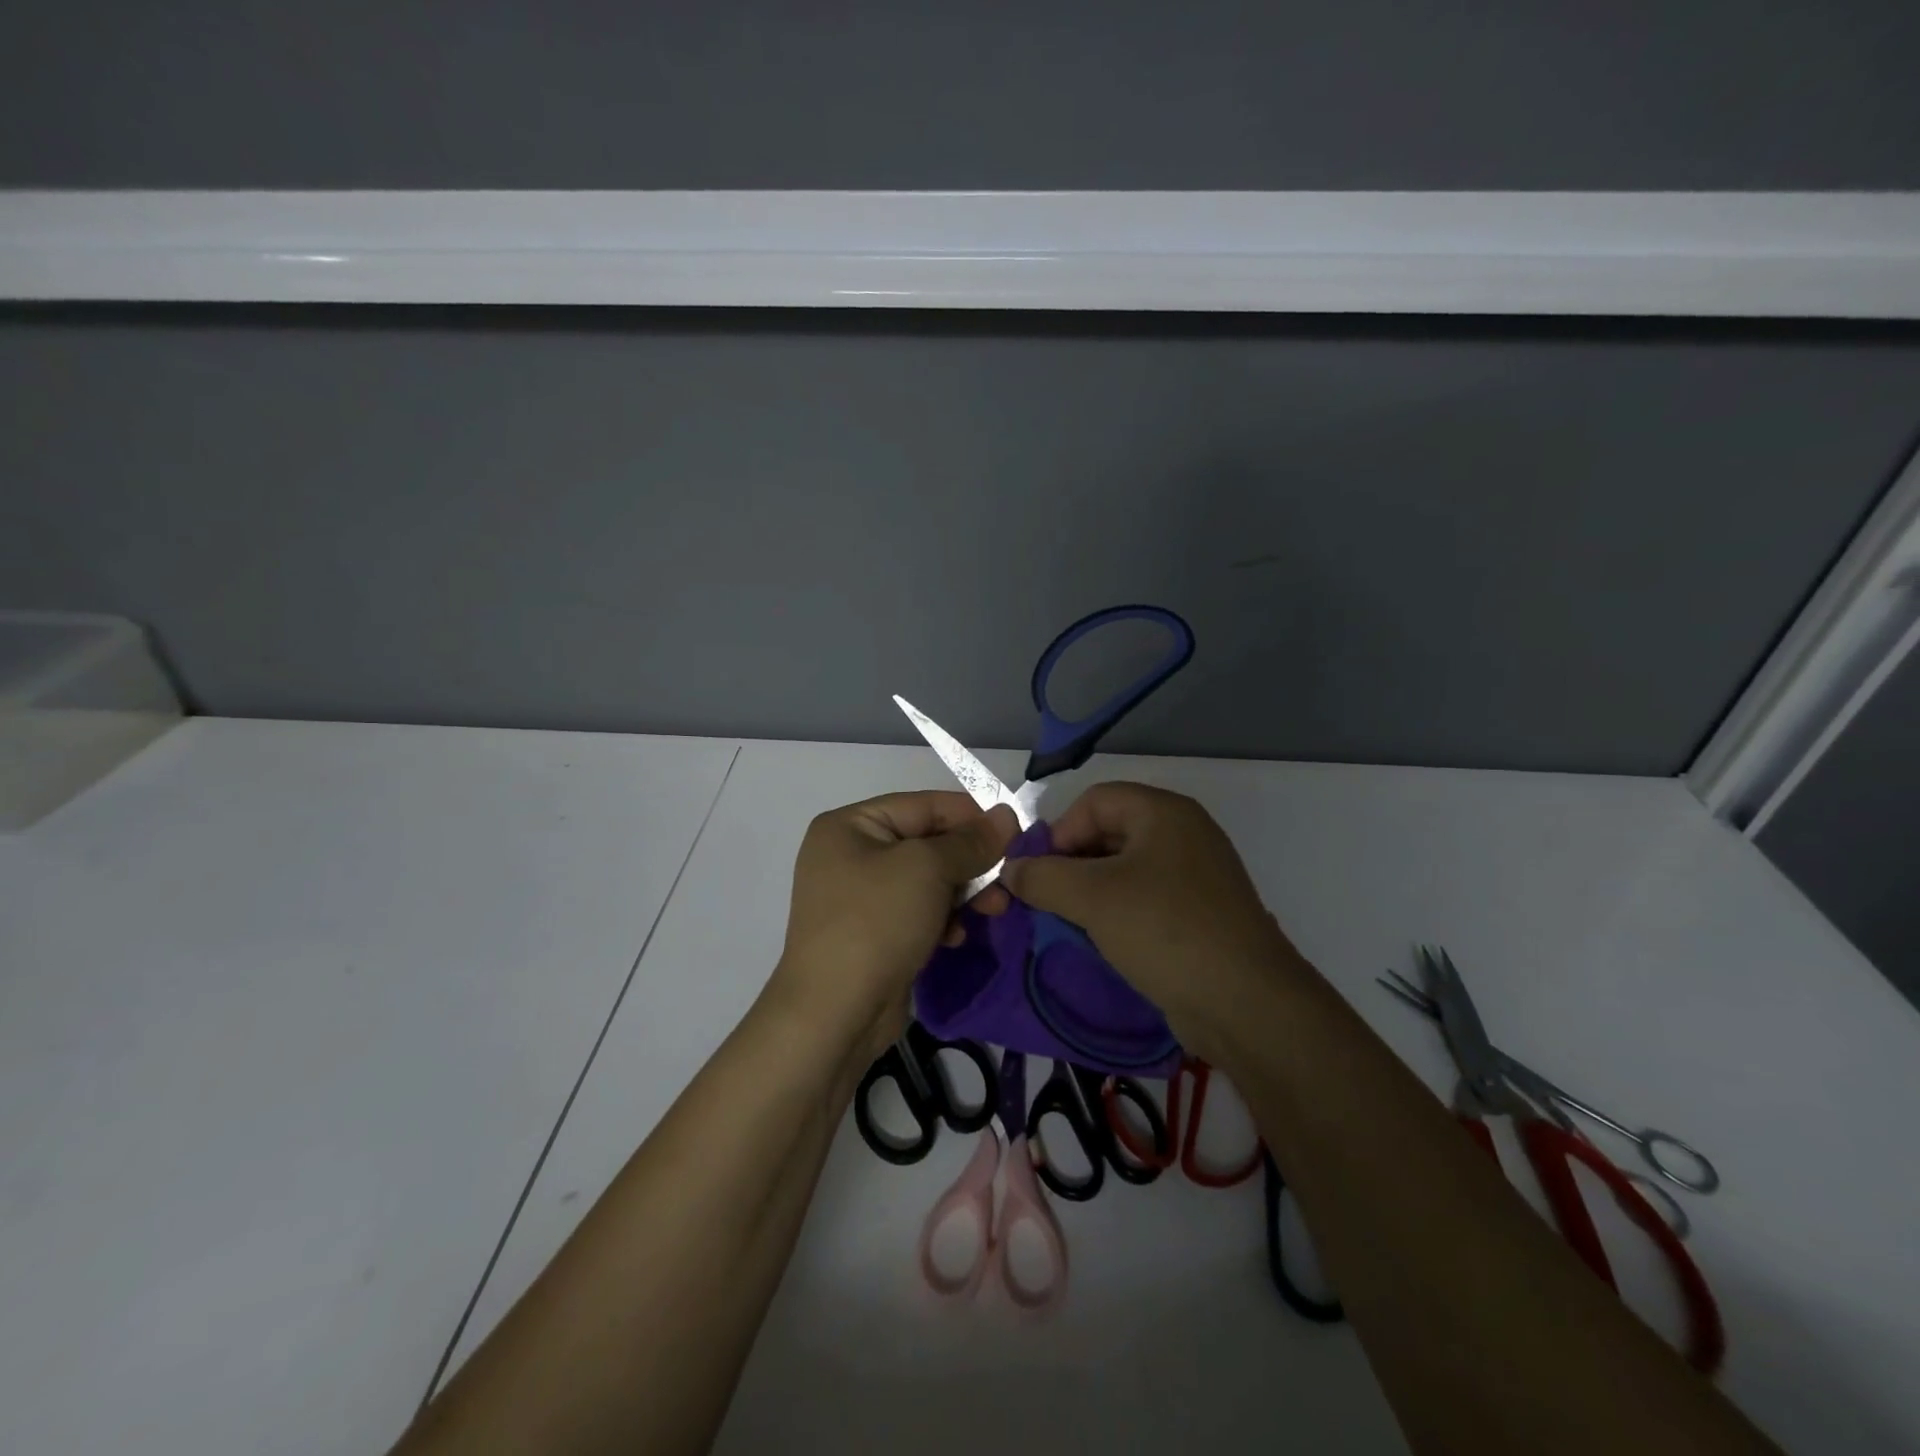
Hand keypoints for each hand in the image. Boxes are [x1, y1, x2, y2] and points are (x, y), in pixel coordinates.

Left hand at [772, 791, 1016, 1062]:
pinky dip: (943, 919)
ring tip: (996, 910)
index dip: (972, 815)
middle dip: (971, 860)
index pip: (923, 805)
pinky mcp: (872, 934)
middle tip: (1009, 879)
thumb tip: (1007, 814)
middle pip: (926, 843)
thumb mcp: (927, 869)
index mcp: (850, 826)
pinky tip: (958, 936)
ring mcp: (858, 897)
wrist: (834, 1015)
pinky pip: (917, 912)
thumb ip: (971, 841)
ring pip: (926, 880)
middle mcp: (850, 854)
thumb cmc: (876, 923)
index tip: (1016, 830)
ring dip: (964, 892)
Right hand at [1001, 782, 1300, 1059]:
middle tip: (1046, 901)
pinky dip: (1116, 914)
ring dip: (1089, 893)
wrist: (1246, 1004)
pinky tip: (1100, 941)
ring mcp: (1196, 877)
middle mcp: (1183, 835)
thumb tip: (1010, 871)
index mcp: (1164, 813)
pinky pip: (1145, 900)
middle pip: (1109, 833)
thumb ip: (1042, 877)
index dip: (1060, 831)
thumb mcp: (1093, 898)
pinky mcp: (1200, 915)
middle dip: (1070, 865)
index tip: (1039, 874)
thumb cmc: (1166, 931)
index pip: (1094, 801)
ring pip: (1125, 870)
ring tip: (1067, 923)